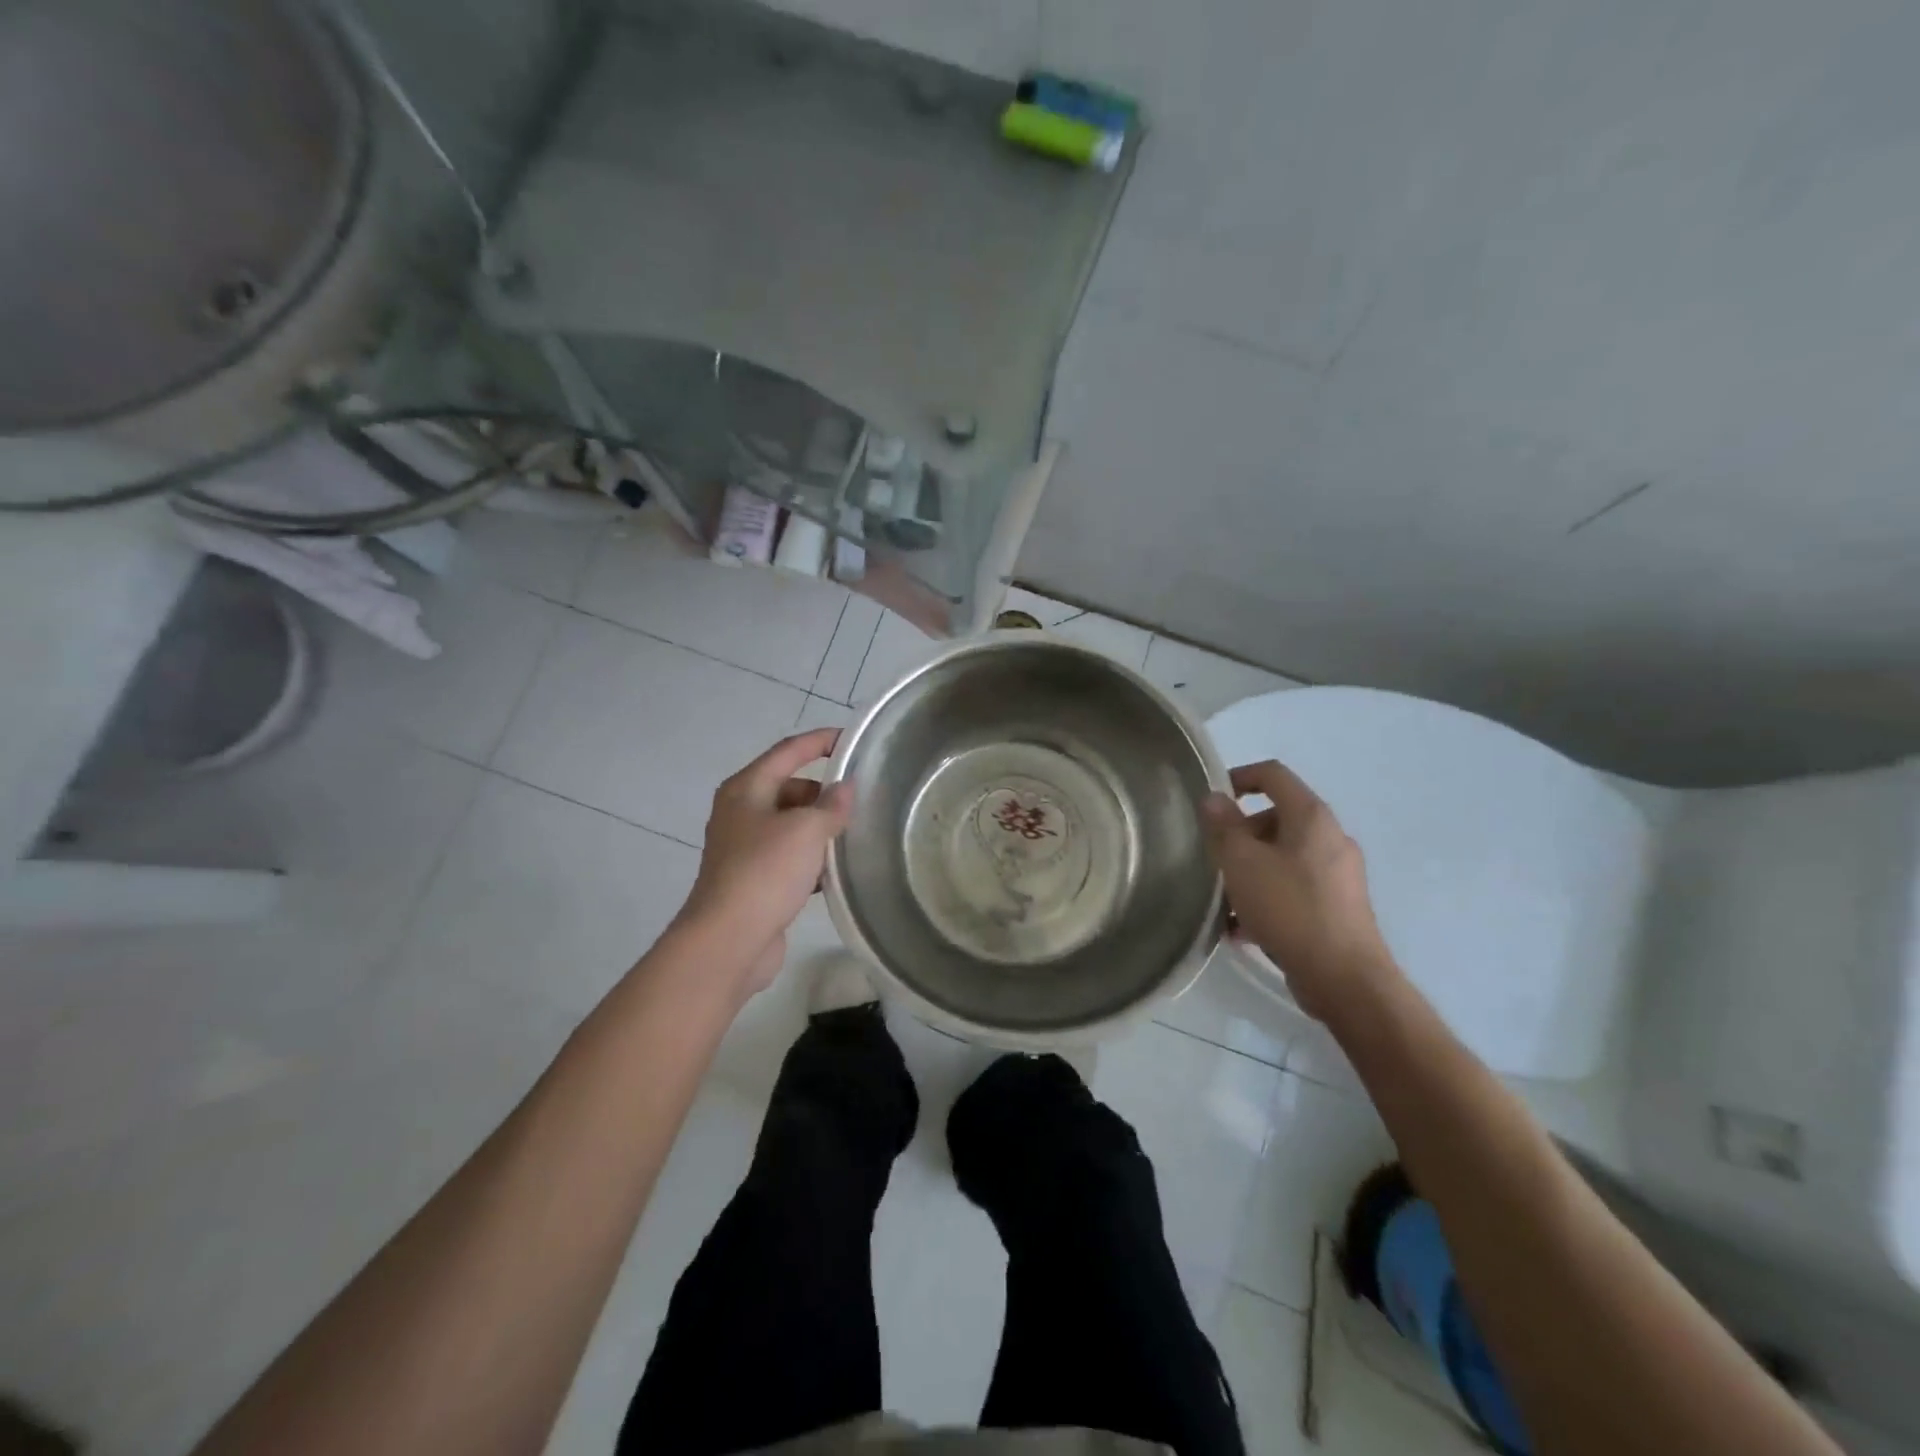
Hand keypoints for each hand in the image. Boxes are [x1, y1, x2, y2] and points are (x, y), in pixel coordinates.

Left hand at [676, 729, 854, 995]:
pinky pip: (789, 856)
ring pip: (791, 825)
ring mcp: (745, 847)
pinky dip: (812, 858)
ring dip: (820, 828)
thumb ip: (831, 805)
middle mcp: (741, 812)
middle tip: (861, 799)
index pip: (788, 751)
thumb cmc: (765, 872)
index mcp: (746, 789)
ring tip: (856, 833)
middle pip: (790, 788)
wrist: (729, 941)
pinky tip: (837, 871)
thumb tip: (845, 788)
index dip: (821, 741)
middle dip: (824, 792)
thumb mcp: (806, 830)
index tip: (854, 740)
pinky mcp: (753, 879)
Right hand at [1200, 760, 1396, 1020]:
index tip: (1211, 800)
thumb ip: (1224, 827)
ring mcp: (1338, 874)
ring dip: (1250, 870)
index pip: (1273, 775)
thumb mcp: (1242, 863)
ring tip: (1224, 900)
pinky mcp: (1338, 907)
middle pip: (1276, 818)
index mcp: (1311, 817)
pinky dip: (1267, 896)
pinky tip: (1243, 929)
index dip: (1239, 777)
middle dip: (1241, 835)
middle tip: (1215, 859)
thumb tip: (1213, 798)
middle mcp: (1330, 838)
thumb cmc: (1290, 909)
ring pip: (1283, 857)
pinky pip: (1294, 887)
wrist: (1344, 978)